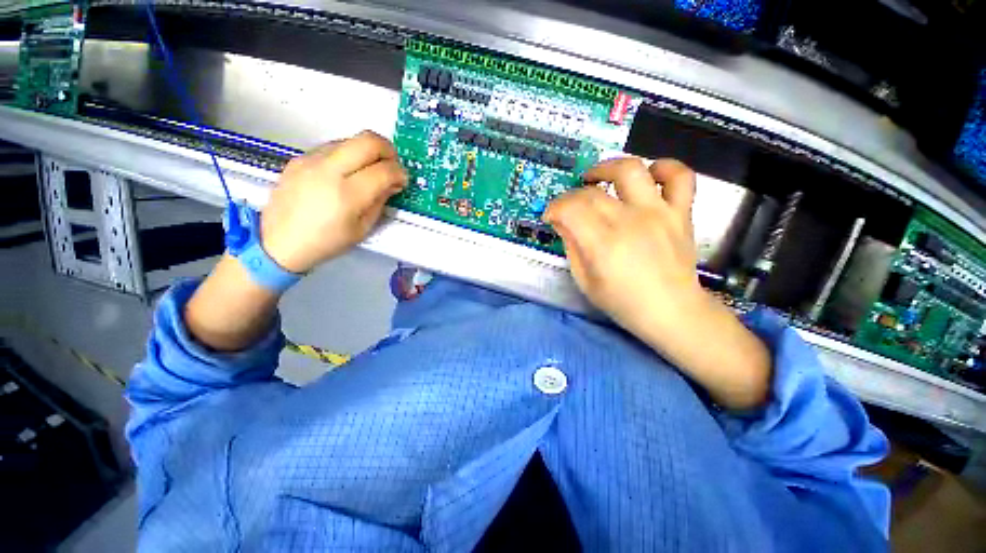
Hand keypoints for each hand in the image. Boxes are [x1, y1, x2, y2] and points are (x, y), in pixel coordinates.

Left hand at [260, 131, 407, 273]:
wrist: (278, 242)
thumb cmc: (327, 242)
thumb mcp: (362, 229)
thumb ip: (380, 201)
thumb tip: (392, 183)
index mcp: (347, 195)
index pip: (384, 170)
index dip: (400, 173)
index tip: (402, 181)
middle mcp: (328, 170)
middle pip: (368, 140)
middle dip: (388, 150)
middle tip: (391, 166)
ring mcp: (311, 160)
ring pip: (350, 140)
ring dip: (368, 152)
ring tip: (369, 171)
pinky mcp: (299, 157)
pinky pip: (332, 147)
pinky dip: (348, 155)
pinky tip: (346, 173)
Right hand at [544, 157, 703, 336]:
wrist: (671, 311)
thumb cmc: (622, 301)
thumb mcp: (584, 280)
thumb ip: (571, 247)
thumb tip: (562, 222)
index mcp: (603, 243)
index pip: (571, 208)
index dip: (555, 207)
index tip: (551, 216)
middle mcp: (630, 221)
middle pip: (592, 192)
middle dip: (571, 197)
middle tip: (569, 209)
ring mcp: (658, 213)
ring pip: (631, 170)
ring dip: (607, 168)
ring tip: (597, 178)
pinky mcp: (680, 213)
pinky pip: (679, 176)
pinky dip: (663, 168)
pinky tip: (648, 176)